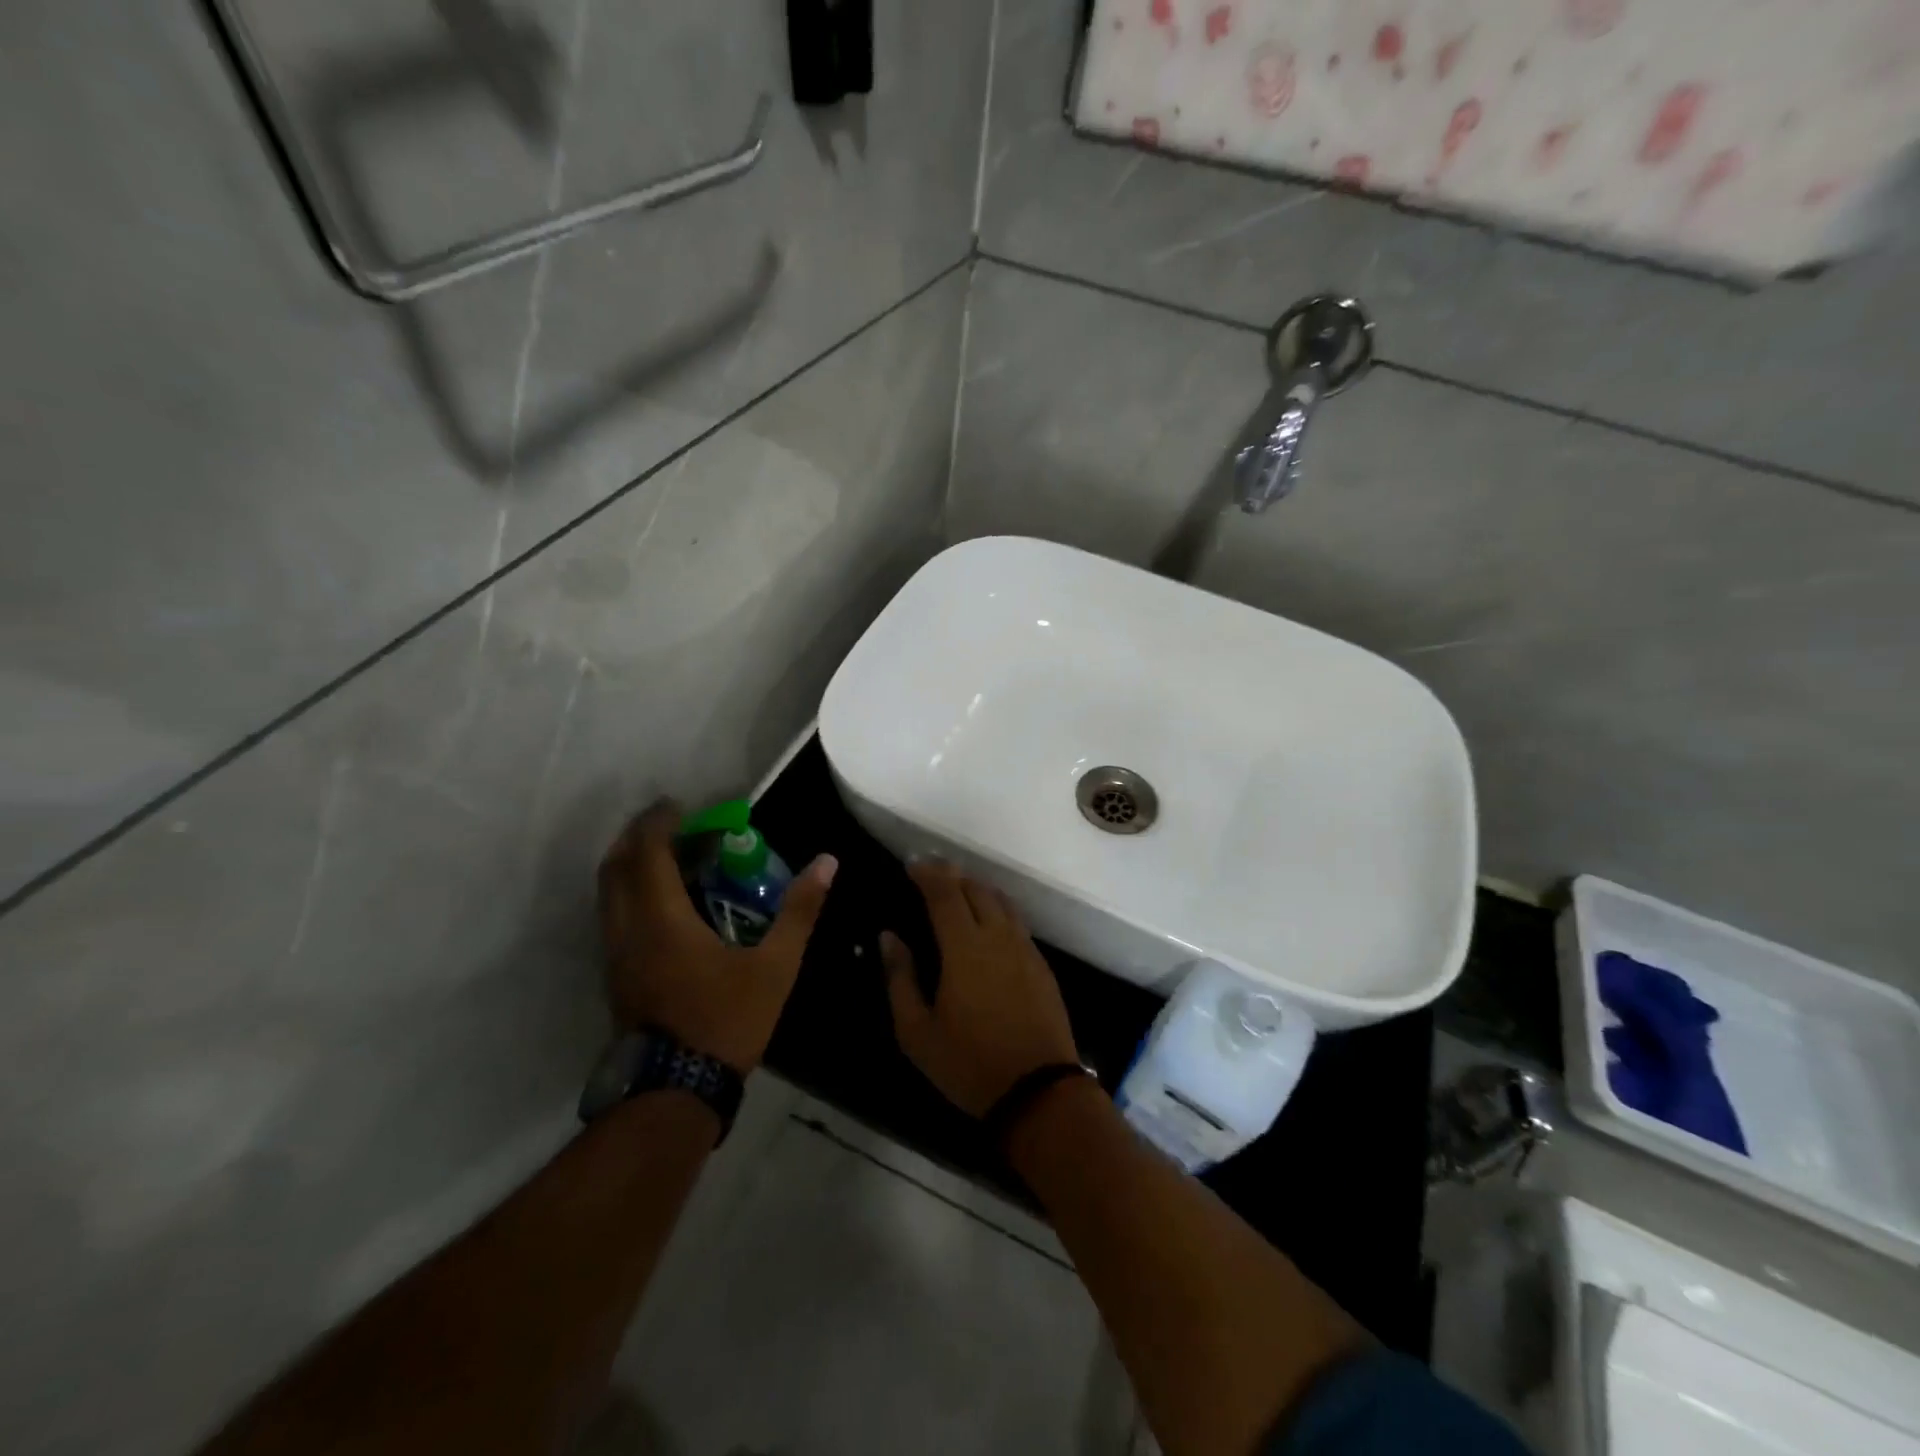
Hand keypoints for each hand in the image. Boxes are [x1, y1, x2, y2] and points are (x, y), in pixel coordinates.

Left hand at [597, 800, 835, 1072]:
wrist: (675, 1092)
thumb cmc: (726, 1021)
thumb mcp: (775, 966)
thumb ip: (799, 911)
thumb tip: (827, 862)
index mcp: (662, 920)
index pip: (648, 854)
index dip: (659, 822)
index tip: (679, 805)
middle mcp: (628, 930)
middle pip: (615, 867)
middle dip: (637, 837)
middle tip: (670, 824)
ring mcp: (616, 956)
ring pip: (608, 894)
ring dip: (630, 866)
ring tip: (667, 858)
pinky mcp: (616, 977)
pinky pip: (613, 917)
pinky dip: (630, 893)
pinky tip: (662, 904)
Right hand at [882, 862, 1080, 1117]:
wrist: (1038, 1090)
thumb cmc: (969, 1063)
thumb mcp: (917, 1031)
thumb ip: (900, 978)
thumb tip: (889, 937)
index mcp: (964, 947)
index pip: (945, 893)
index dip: (927, 873)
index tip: (911, 864)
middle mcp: (997, 936)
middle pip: (975, 888)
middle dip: (951, 874)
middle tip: (930, 872)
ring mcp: (1024, 948)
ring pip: (1000, 900)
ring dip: (976, 887)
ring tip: (957, 889)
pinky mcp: (1040, 963)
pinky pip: (1016, 920)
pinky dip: (996, 907)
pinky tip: (987, 920)